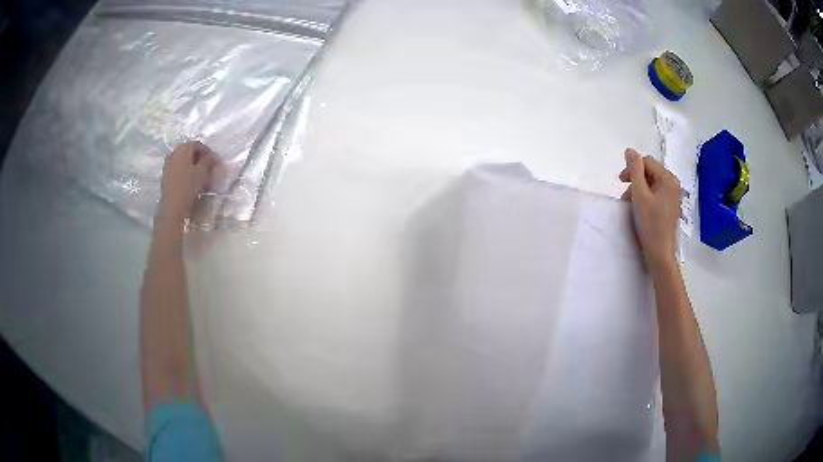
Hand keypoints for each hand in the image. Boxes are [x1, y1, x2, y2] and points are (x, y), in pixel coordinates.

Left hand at [158, 141, 220, 223]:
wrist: (172, 208)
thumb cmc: (188, 186)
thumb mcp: (203, 171)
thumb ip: (209, 160)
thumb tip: (213, 157)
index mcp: (182, 148)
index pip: (198, 145)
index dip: (209, 152)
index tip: (217, 162)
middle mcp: (173, 153)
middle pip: (190, 152)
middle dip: (201, 159)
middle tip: (210, 169)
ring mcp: (168, 165)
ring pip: (184, 162)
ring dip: (194, 167)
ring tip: (202, 177)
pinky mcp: (166, 177)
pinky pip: (179, 170)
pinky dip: (187, 173)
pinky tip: (193, 182)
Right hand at [619, 148, 680, 271]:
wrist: (660, 253)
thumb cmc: (650, 223)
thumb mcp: (639, 195)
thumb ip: (634, 170)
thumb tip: (629, 150)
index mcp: (668, 179)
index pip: (646, 162)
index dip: (632, 168)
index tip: (620, 182)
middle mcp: (673, 184)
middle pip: (649, 173)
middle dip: (635, 182)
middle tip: (624, 197)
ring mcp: (672, 197)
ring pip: (651, 184)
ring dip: (638, 191)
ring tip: (630, 205)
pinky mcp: (670, 207)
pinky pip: (655, 195)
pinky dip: (645, 199)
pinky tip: (639, 210)